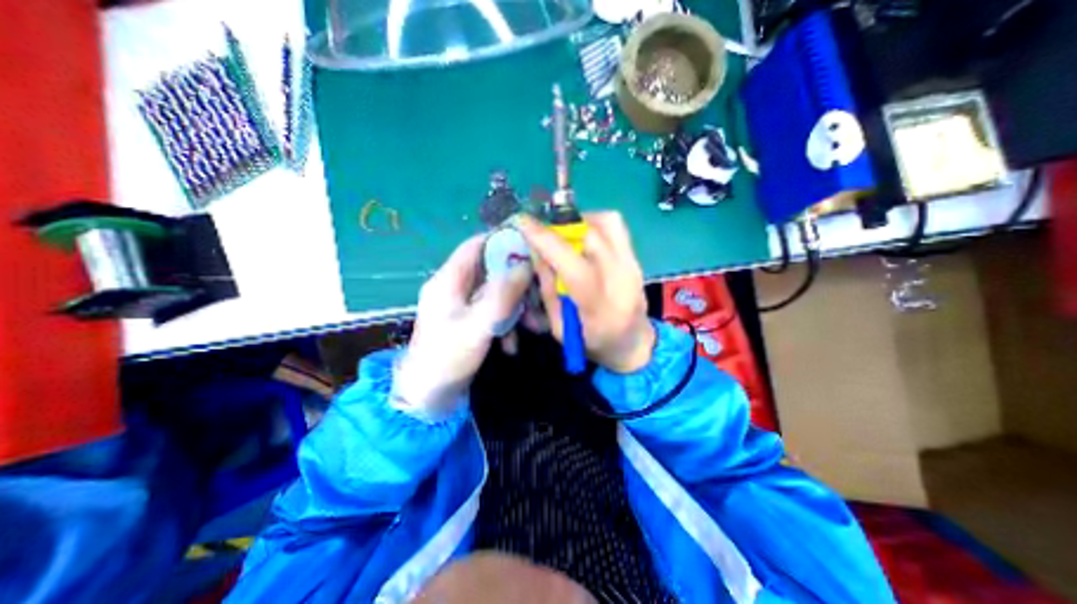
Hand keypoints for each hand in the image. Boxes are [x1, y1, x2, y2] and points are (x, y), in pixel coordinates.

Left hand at [395, 236, 530, 418]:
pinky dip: (506, 323)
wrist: (427, 397)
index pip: (476, 245)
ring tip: (536, 326)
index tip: (532, 248)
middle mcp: (455, 287)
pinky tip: (513, 344)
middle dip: (518, 283)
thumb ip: (502, 294)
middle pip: (492, 270)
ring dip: (516, 307)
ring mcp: (462, 306)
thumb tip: (525, 265)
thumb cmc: (447, 358)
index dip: (503, 242)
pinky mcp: (469, 322)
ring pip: (496, 293)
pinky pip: (492, 312)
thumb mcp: (478, 325)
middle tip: (541, 295)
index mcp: (449, 280)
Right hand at [518, 213, 652, 372]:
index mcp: (597, 303)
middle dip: (559, 227)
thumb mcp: (560, 326)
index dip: (544, 239)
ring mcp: (632, 264)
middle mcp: (619, 277)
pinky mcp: (636, 257)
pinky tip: (584, 240)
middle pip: (589, 234)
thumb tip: (536, 252)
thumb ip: (548, 289)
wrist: (634, 343)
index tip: (523, 222)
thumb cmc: (593, 342)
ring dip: (580, 221)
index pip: (570, 262)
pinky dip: (594, 224)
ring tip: (567, 235)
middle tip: (544, 234)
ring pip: (607, 222)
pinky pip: (615, 227)